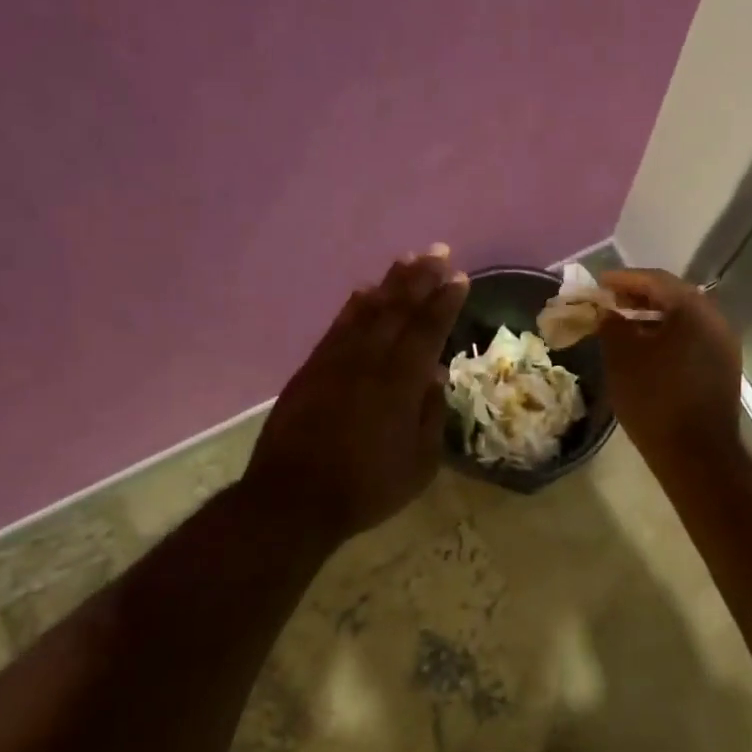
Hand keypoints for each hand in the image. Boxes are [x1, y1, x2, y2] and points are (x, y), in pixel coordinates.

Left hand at [243, 247, 468, 542]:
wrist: (292, 499)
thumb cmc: (366, 488)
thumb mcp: (418, 464)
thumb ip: (431, 415)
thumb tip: (435, 375)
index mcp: (399, 385)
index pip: (427, 331)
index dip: (444, 302)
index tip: (459, 277)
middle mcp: (368, 362)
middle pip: (397, 310)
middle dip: (420, 279)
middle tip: (438, 252)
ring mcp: (335, 362)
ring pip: (367, 311)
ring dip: (390, 283)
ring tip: (408, 260)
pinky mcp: (311, 369)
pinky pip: (338, 326)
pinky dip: (354, 305)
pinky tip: (365, 292)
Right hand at [597, 269, 743, 472]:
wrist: (697, 454)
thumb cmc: (655, 400)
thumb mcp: (622, 359)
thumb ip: (611, 325)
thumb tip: (607, 312)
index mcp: (693, 309)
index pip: (655, 280)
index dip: (622, 280)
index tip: (598, 284)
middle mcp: (716, 319)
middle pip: (673, 297)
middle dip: (638, 298)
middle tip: (609, 304)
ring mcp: (724, 345)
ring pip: (684, 320)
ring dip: (653, 319)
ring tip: (623, 328)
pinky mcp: (724, 368)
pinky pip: (692, 340)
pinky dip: (667, 337)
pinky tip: (646, 352)